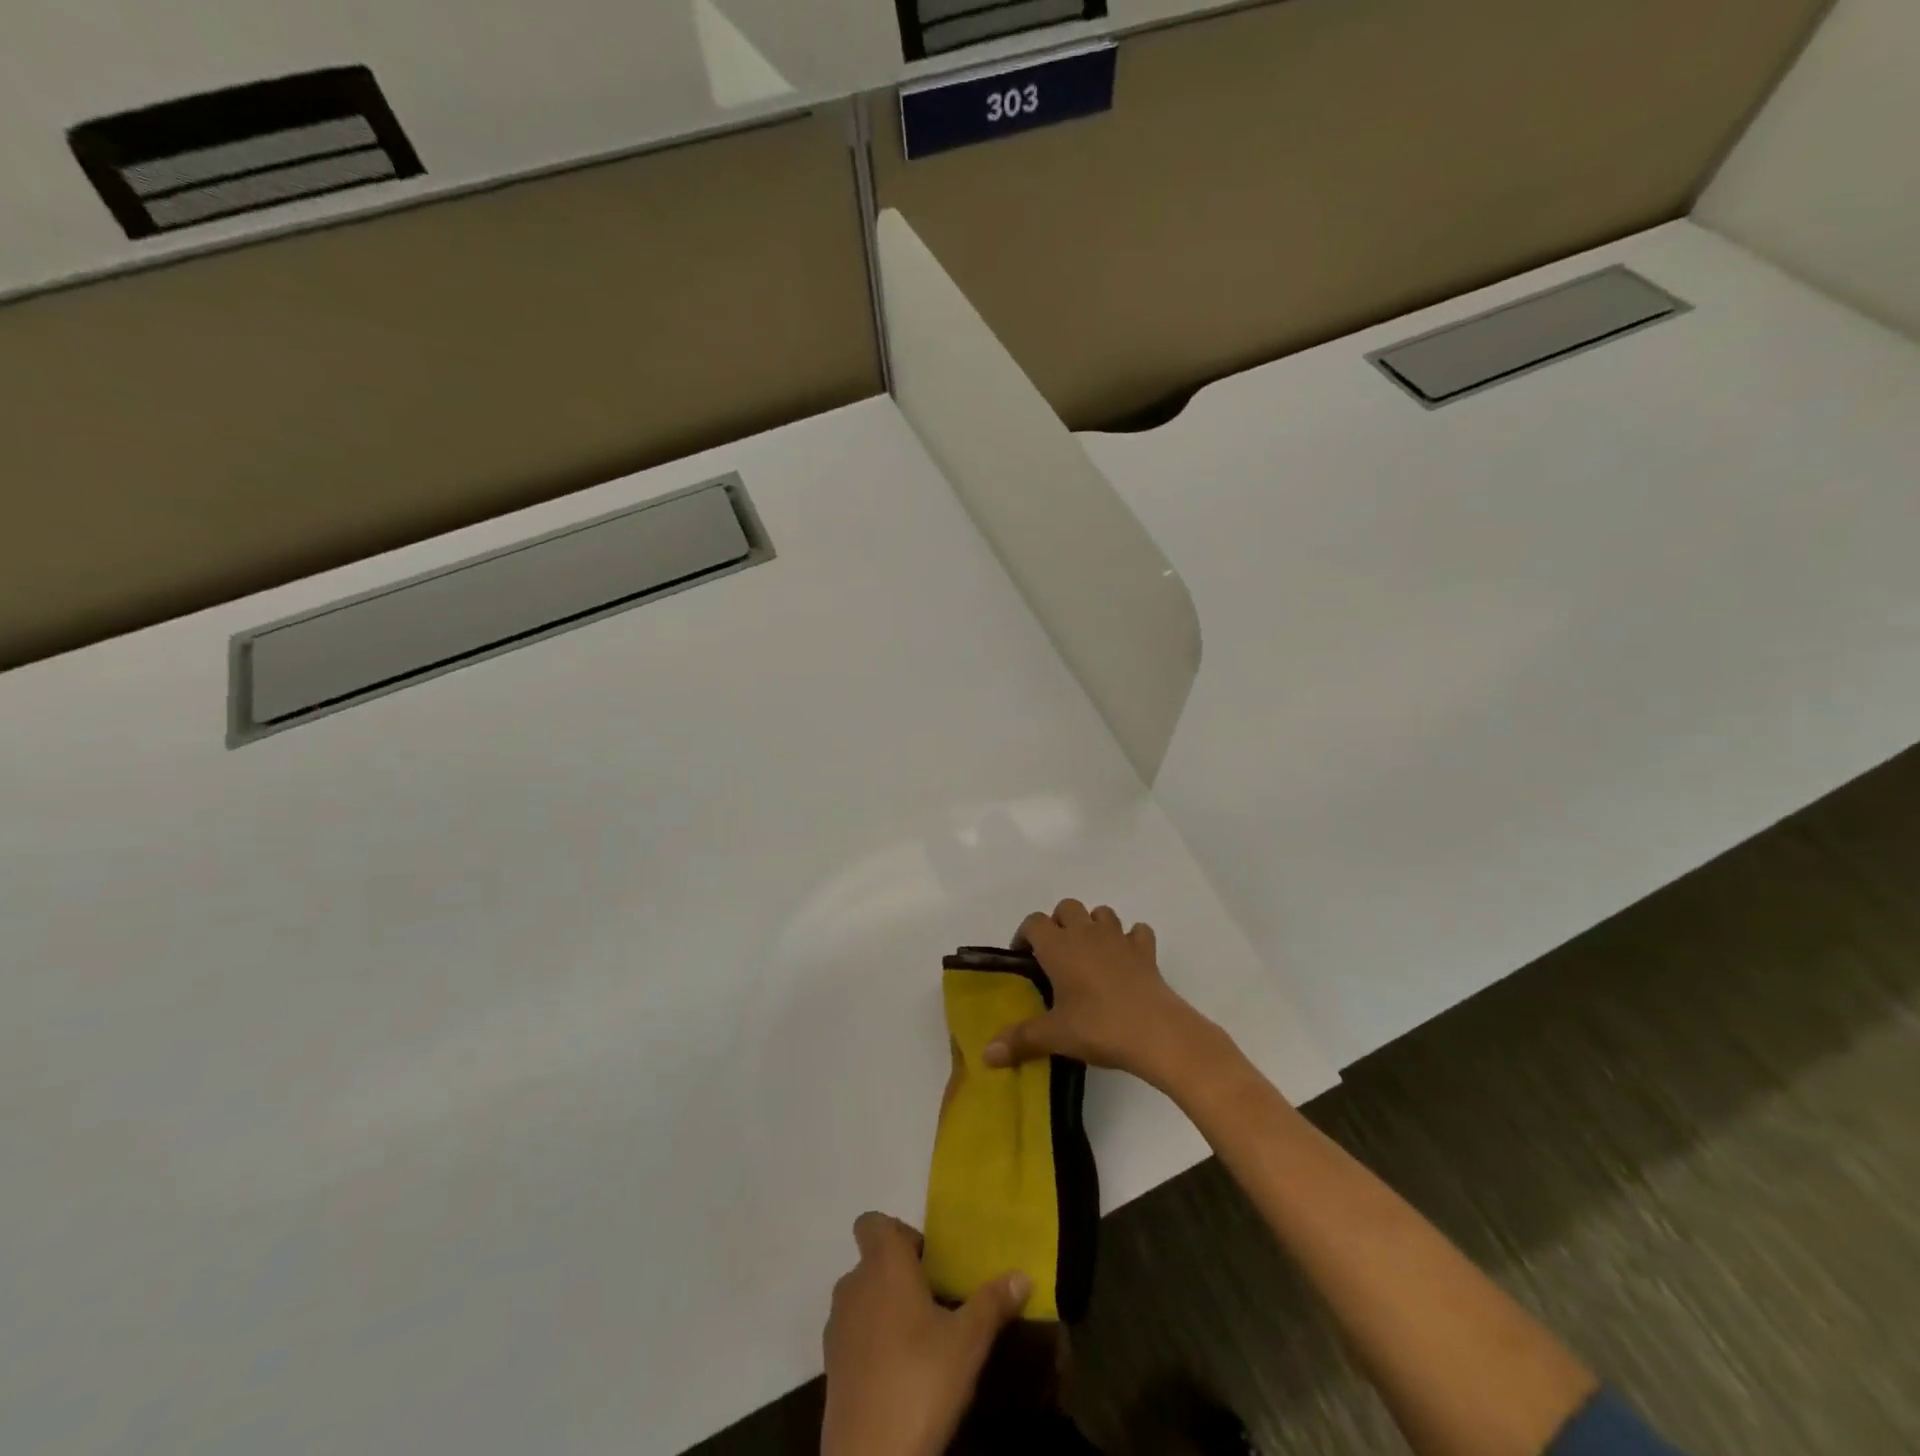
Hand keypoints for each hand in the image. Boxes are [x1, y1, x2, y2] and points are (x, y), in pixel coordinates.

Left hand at [821, 1213, 1029, 1455]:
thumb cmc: (921, 1379)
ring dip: (887, 1307)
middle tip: (936, 1301)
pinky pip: (854, 1333)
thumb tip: (1023, 1275)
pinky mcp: (830, 1365)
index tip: (928, 1261)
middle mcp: (854, 1284)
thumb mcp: (968, 1341)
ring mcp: (837, 1325)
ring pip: (863, 1297)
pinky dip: (873, 1341)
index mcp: (883, 1264)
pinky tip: (901, 1371)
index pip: (874, 1222)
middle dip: (901, 1274)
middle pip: (873, 1260)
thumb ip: (993, 1302)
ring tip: (923, 1339)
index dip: (899, 1233)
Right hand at [984, 899, 1227, 1090]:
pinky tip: (1127, 960)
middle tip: (1057, 956)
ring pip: (1101, 913)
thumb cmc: (1098, 1027)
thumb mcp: (1054, 1036)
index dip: (1025, 936)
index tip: (1025, 960)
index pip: (1034, 922)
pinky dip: (1131, 939)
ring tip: (1089, 955)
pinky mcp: (1145, 951)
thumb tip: (986, 1055)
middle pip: (1067, 907)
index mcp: (1058, 946)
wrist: (1156, 1032)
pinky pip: (1137, 932)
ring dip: (1093, 926)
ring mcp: (1119, 938)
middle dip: (1059, 924)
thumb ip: (1019, 1041)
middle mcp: (1086, 933)